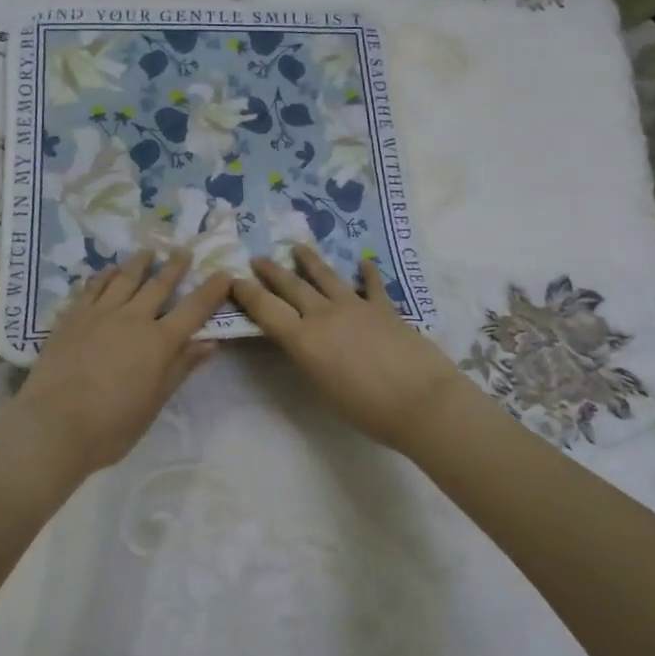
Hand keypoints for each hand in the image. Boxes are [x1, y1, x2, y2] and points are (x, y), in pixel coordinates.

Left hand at [4, 249, 231, 477]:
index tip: (224, 274)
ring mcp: (100, 314)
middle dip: (174, 267)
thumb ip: (181, 367)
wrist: (54, 425)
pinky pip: (93, 288)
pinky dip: (104, 276)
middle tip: (183, 251)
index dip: (211, 291)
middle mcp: (133, 319)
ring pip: (125, 279)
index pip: (193, 309)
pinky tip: (108, 270)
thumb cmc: (112, 425)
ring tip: (148, 252)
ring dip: (139, 263)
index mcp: (159, 342)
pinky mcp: (72, 317)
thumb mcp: (155, 402)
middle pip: (159, 285)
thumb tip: (210, 343)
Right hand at [232, 247, 469, 454]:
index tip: (234, 280)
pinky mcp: (384, 307)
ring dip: (309, 260)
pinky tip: (363, 262)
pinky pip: (371, 285)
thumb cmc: (367, 408)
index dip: (247, 293)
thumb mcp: (323, 388)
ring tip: (298, 247)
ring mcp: (355, 306)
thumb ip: (309, 359)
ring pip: (326, 276)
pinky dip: (366, 273)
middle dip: (272, 271)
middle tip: (258, 258)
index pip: (266, 309)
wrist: (420, 400)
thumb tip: (304, 343)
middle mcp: (324, 314)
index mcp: (304, 339)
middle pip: (292, 286)